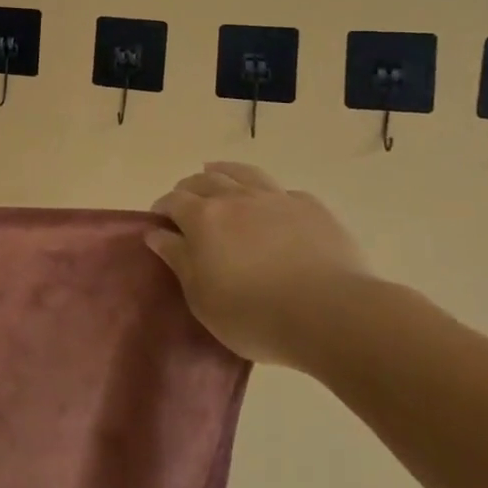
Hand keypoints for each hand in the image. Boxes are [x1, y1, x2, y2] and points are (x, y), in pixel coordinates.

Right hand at [148, 162, 373, 366]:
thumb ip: (177, 259)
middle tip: (186, 203)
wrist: (331, 314)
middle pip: (204, 180)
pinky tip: (270, 204)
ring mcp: (276, 198)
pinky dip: (267, 193)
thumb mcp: (201, 297)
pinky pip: (282, 191)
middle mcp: (236, 197)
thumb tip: (156, 232)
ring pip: (242, 173)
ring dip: (223, 172)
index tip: (160, 222)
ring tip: (217, 174)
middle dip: (189, 188)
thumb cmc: (254, 315)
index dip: (163, 208)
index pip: (173, 200)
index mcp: (203, 218)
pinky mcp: (311, 208)